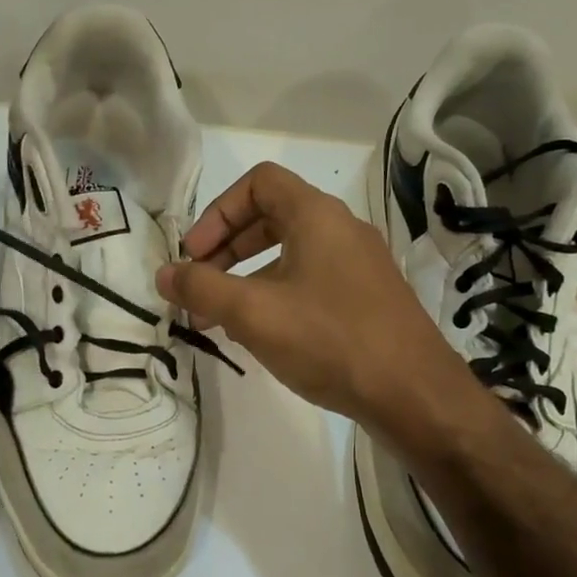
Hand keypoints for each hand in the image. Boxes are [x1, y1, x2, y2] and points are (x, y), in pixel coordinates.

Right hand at [155, 162, 486, 453]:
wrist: (413, 394)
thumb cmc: (329, 341)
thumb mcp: (254, 313)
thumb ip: (202, 289)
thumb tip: (163, 274)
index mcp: (316, 216)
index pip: (258, 183)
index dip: (217, 213)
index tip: (194, 255)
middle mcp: (342, 230)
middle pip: (272, 218)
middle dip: (226, 249)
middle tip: (199, 286)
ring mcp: (359, 266)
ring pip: (290, 254)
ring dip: (248, 278)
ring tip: (220, 319)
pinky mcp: (367, 299)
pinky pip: (311, 281)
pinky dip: (277, 295)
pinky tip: (263, 335)